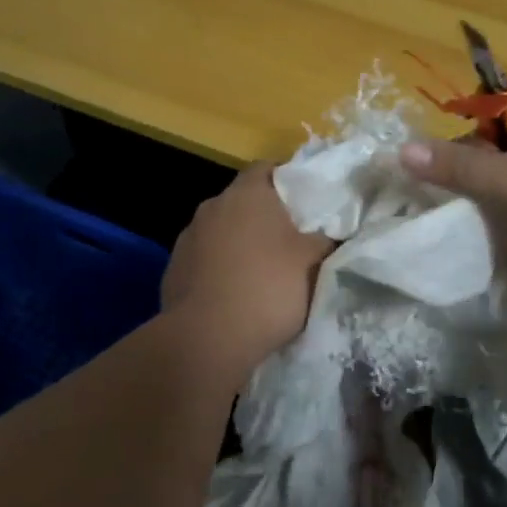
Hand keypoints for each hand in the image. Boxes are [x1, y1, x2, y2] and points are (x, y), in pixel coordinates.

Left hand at [161, 164, 333, 364]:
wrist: (207, 338)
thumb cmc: (268, 287)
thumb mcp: (313, 262)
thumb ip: (325, 239)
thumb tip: (332, 232)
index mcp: (247, 193)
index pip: (266, 168)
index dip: (287, 179)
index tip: (306, 199)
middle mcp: (213, 206)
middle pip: (243, 201)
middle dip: (264, 216)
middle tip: (291, 238)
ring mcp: (188, 238)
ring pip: (222, 231)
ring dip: (240, 244)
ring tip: (263, 271)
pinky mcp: (174, 270)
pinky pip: (205, 260)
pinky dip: (220, 269)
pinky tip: (236, 294)